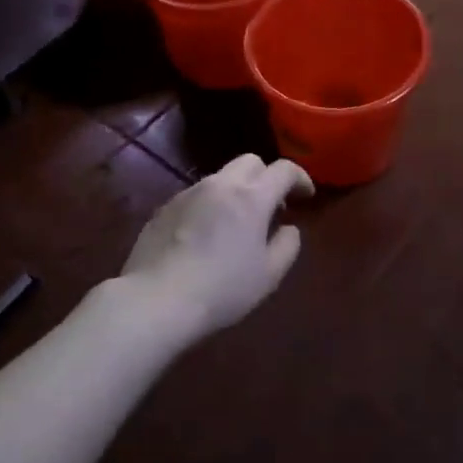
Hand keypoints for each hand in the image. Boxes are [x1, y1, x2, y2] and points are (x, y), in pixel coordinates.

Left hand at [121, 154, 313, 339]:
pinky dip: (211, 205)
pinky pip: (197, 196)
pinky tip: (206, 236)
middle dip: (266, 177)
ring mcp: (188, 193)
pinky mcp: (164, 208)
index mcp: (251, 197)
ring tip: (237, 224)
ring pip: (221, 177)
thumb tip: (288, 229)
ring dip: (237, 191)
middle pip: (250, 161)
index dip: (300, 178)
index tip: (306, 196)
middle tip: (272, 207)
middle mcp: (220, 185)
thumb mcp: (269, 275)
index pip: (284, 169)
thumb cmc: (222, 289)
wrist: (156, 301)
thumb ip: (287, 245)